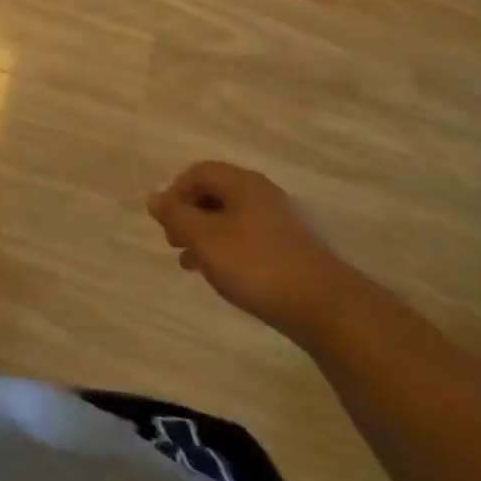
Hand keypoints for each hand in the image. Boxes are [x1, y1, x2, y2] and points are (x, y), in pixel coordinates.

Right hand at [147, 161, 360, 344]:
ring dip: (205, 236)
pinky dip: (227, 250)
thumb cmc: (256, 265)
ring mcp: (281, 223)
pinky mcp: (291, 250)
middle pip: (215, 194)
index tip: (165, 221)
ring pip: (230, 219)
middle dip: (188, 215)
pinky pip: (247, 239)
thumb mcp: (205, 238)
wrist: (326, 309)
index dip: (175, 192)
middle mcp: (263, 195)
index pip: (199, 172)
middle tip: (173, 241)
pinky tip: (221, 274)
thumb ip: (176, 216)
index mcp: (243, 184)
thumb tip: (154, 198)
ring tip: (189, 263)